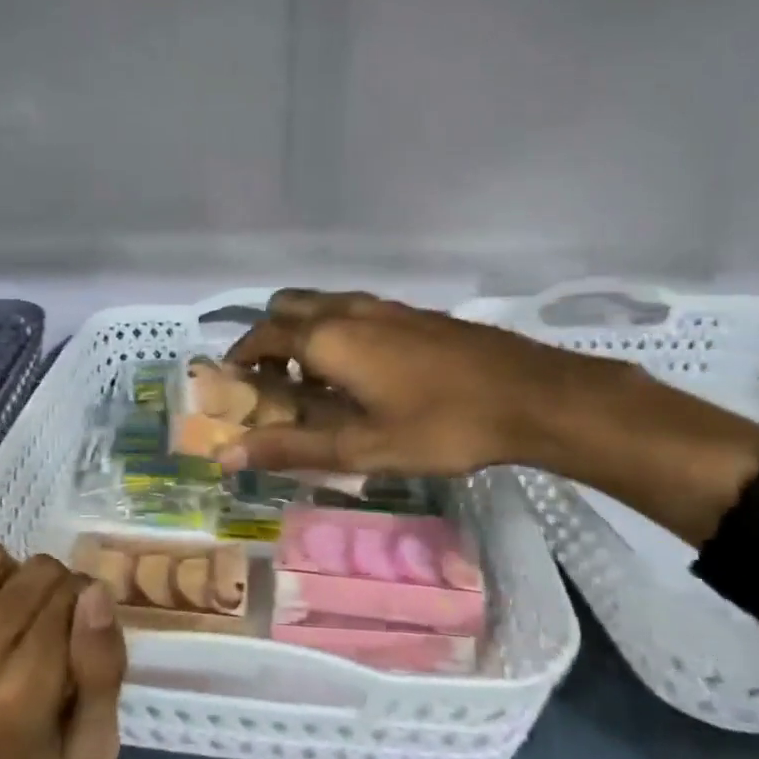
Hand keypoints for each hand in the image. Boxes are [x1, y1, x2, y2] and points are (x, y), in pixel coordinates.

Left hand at [0, 542, 126, 758]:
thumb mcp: (94, 755)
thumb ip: (103, 668)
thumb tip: (96, 591)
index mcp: (22, 693)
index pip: (68, 596)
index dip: (87, 602)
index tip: (86, 629)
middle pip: (30, 573)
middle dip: (56, 588)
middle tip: (54, 627)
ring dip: (9, 576)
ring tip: (12, 615)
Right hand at [223, 290, 592, 476]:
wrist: (531, 395)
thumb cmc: (442, 426)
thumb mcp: (363, 448)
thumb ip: (292, 448)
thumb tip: (227, 455)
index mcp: (328, 338)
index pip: (262, 336)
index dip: (239, 359)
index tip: (232, 387)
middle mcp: (347, 310)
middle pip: (285, 307)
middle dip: (267, 338)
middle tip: (272, 382)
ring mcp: (382, 306)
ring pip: (321, 304)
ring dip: (302, 333)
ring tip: (313, 381)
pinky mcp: (410, 311)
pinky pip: (351, 309)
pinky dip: (333, 330)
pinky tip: (360, 372)